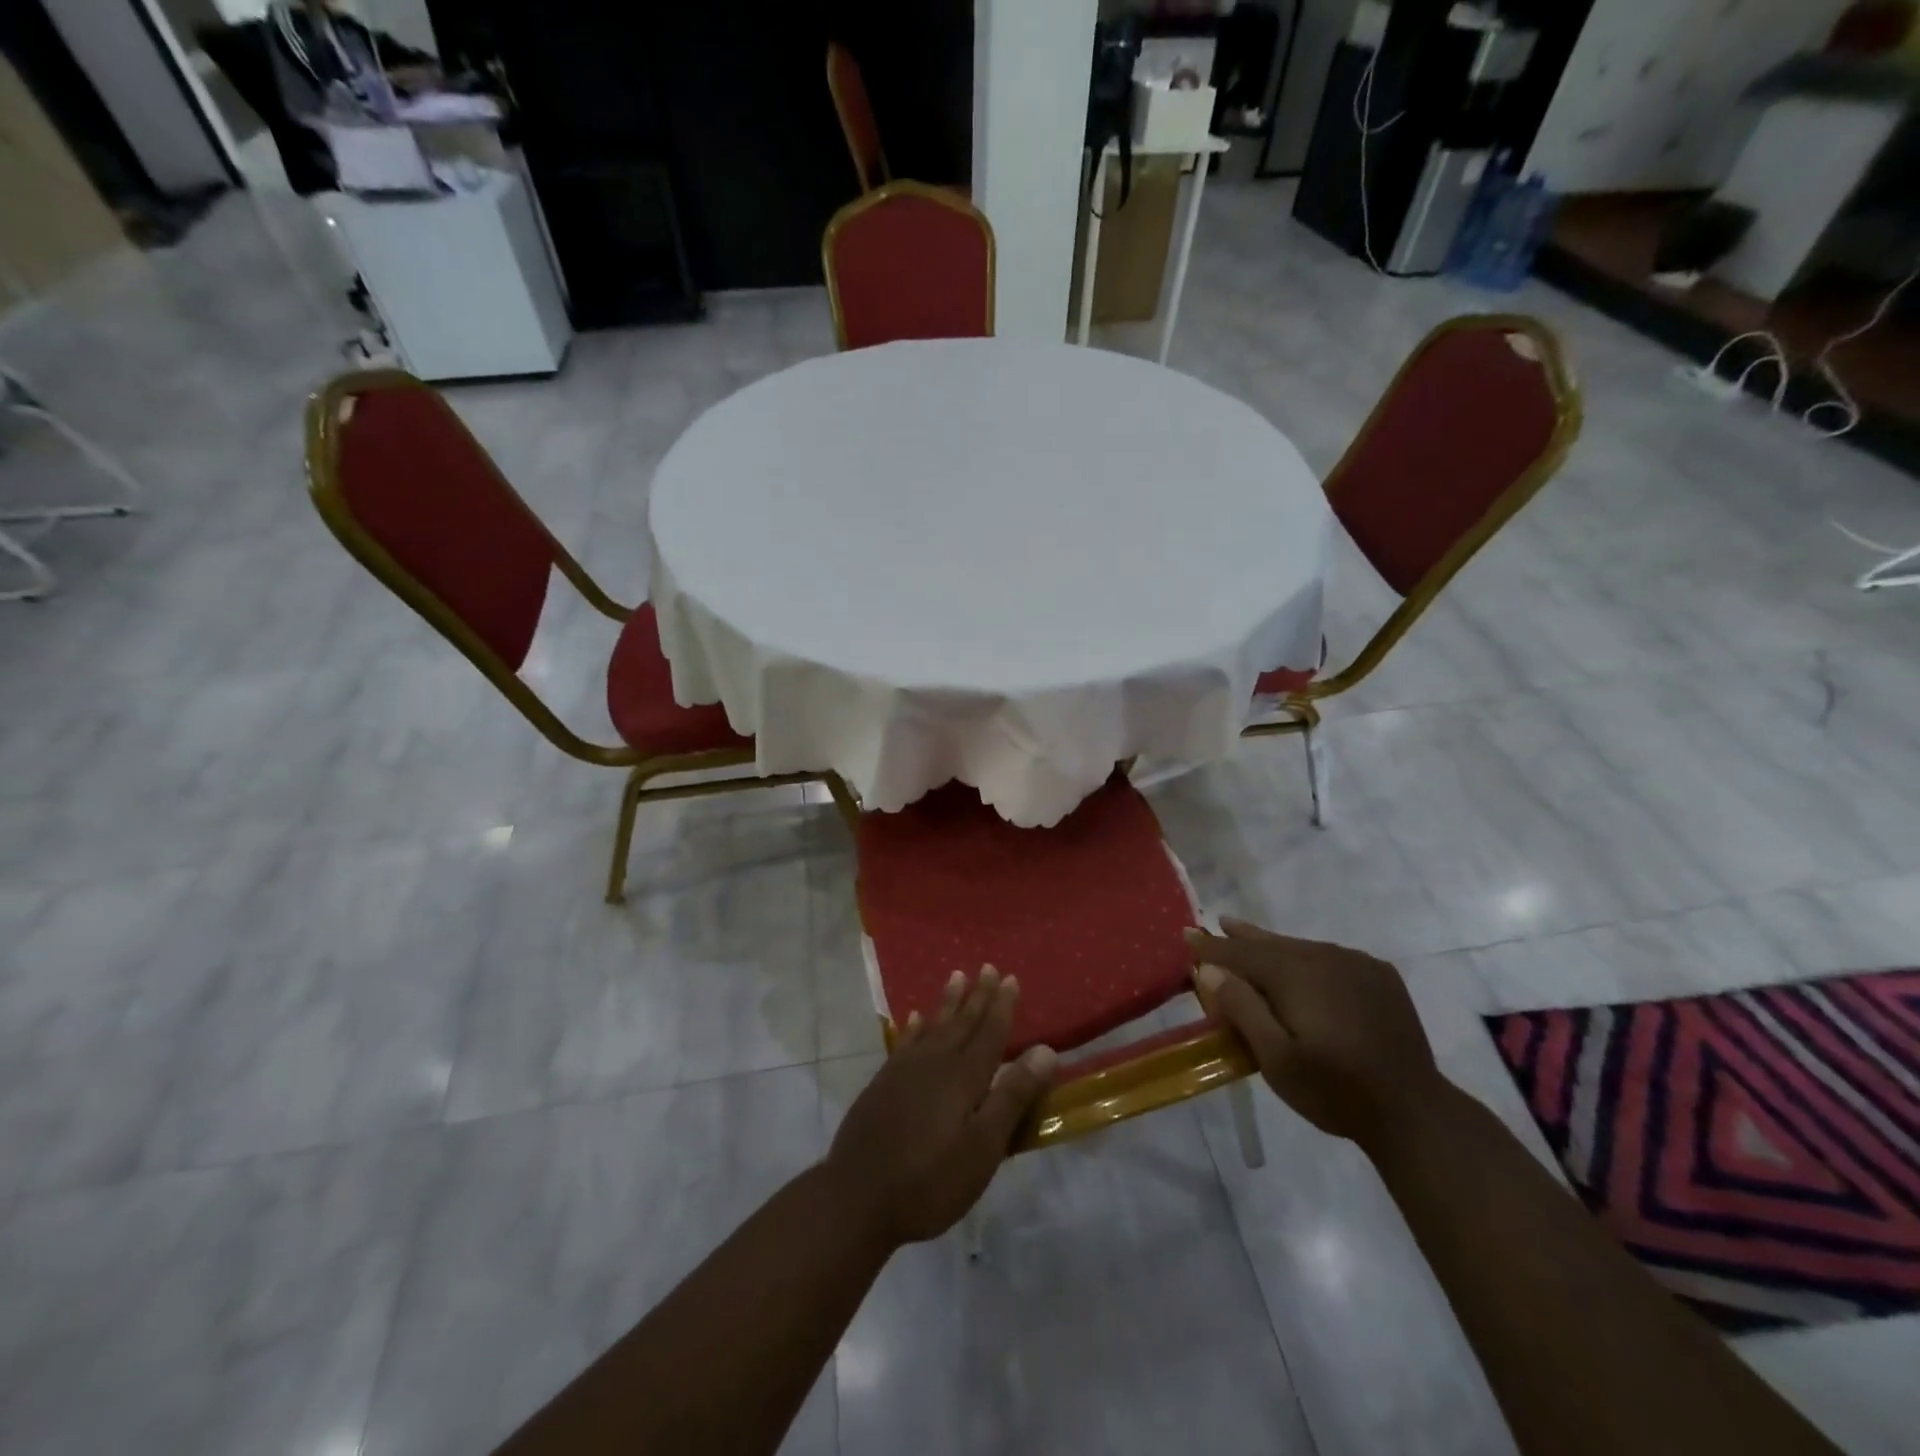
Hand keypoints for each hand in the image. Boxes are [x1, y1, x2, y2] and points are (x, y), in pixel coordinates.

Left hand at [824, 967, 1057, 1248]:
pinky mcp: (883, 1084)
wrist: (857, 1197)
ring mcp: (904, 1071)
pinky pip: (905, 1042)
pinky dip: (915, 1028)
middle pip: (962, 1023)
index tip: (1010, 978)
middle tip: (988, 967)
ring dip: (948, 1003)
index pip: (989, 1033)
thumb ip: (1012, 1096)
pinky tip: (916, 1018)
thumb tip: (1046, 1050)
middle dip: (978, 996)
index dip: (1002, 1006)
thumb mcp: (982, 1148)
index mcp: (963, 1078)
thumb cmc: (930, 1180)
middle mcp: (935, 1064)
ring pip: (933, 1026)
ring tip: (956, 976)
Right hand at [1186, 918, 1445, 1153]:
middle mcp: (1324, 957)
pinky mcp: (1379, 976)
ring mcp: (1356, 964)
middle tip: (1217, 925)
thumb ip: (1242, 1008)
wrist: (1414, 1112)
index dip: (1212, 947)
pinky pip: (1331, 957)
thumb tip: (1208, 969)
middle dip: (1241, 938)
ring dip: (1273, 947)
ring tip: (1249, 937)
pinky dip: (1307, 957)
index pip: (1241, 952)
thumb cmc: (1335, 1090)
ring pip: (1301, 949)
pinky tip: (1302, 965)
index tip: (1186, 935)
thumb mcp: (1276, 1060)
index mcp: (1295, 974)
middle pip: (1272, 944)